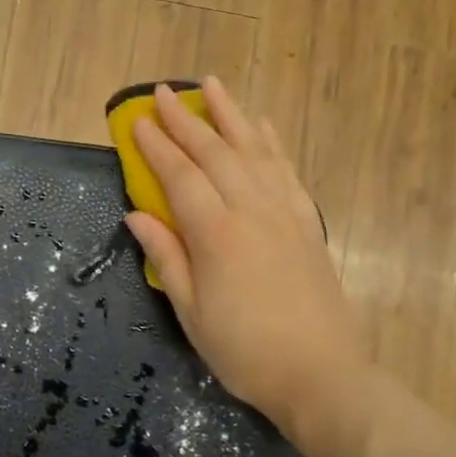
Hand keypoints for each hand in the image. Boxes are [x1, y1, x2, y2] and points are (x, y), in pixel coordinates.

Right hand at [125, 79, 366, 449]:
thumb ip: (165, 257)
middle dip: (186, 120)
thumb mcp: (191, 313)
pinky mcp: (308, 222)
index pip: (180, 177)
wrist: (319, 372)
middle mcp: (252, 210)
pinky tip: (260, 125)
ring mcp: (285, 212)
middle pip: (214, 153)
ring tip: (212, 85)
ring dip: (231, 114)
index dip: (155, 147)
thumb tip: (136, 215)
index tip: (136, 120)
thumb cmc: (243, 351)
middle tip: (163, 92)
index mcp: (216, 235)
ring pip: (254, 150)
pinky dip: (270, 142)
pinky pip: (287, 170)